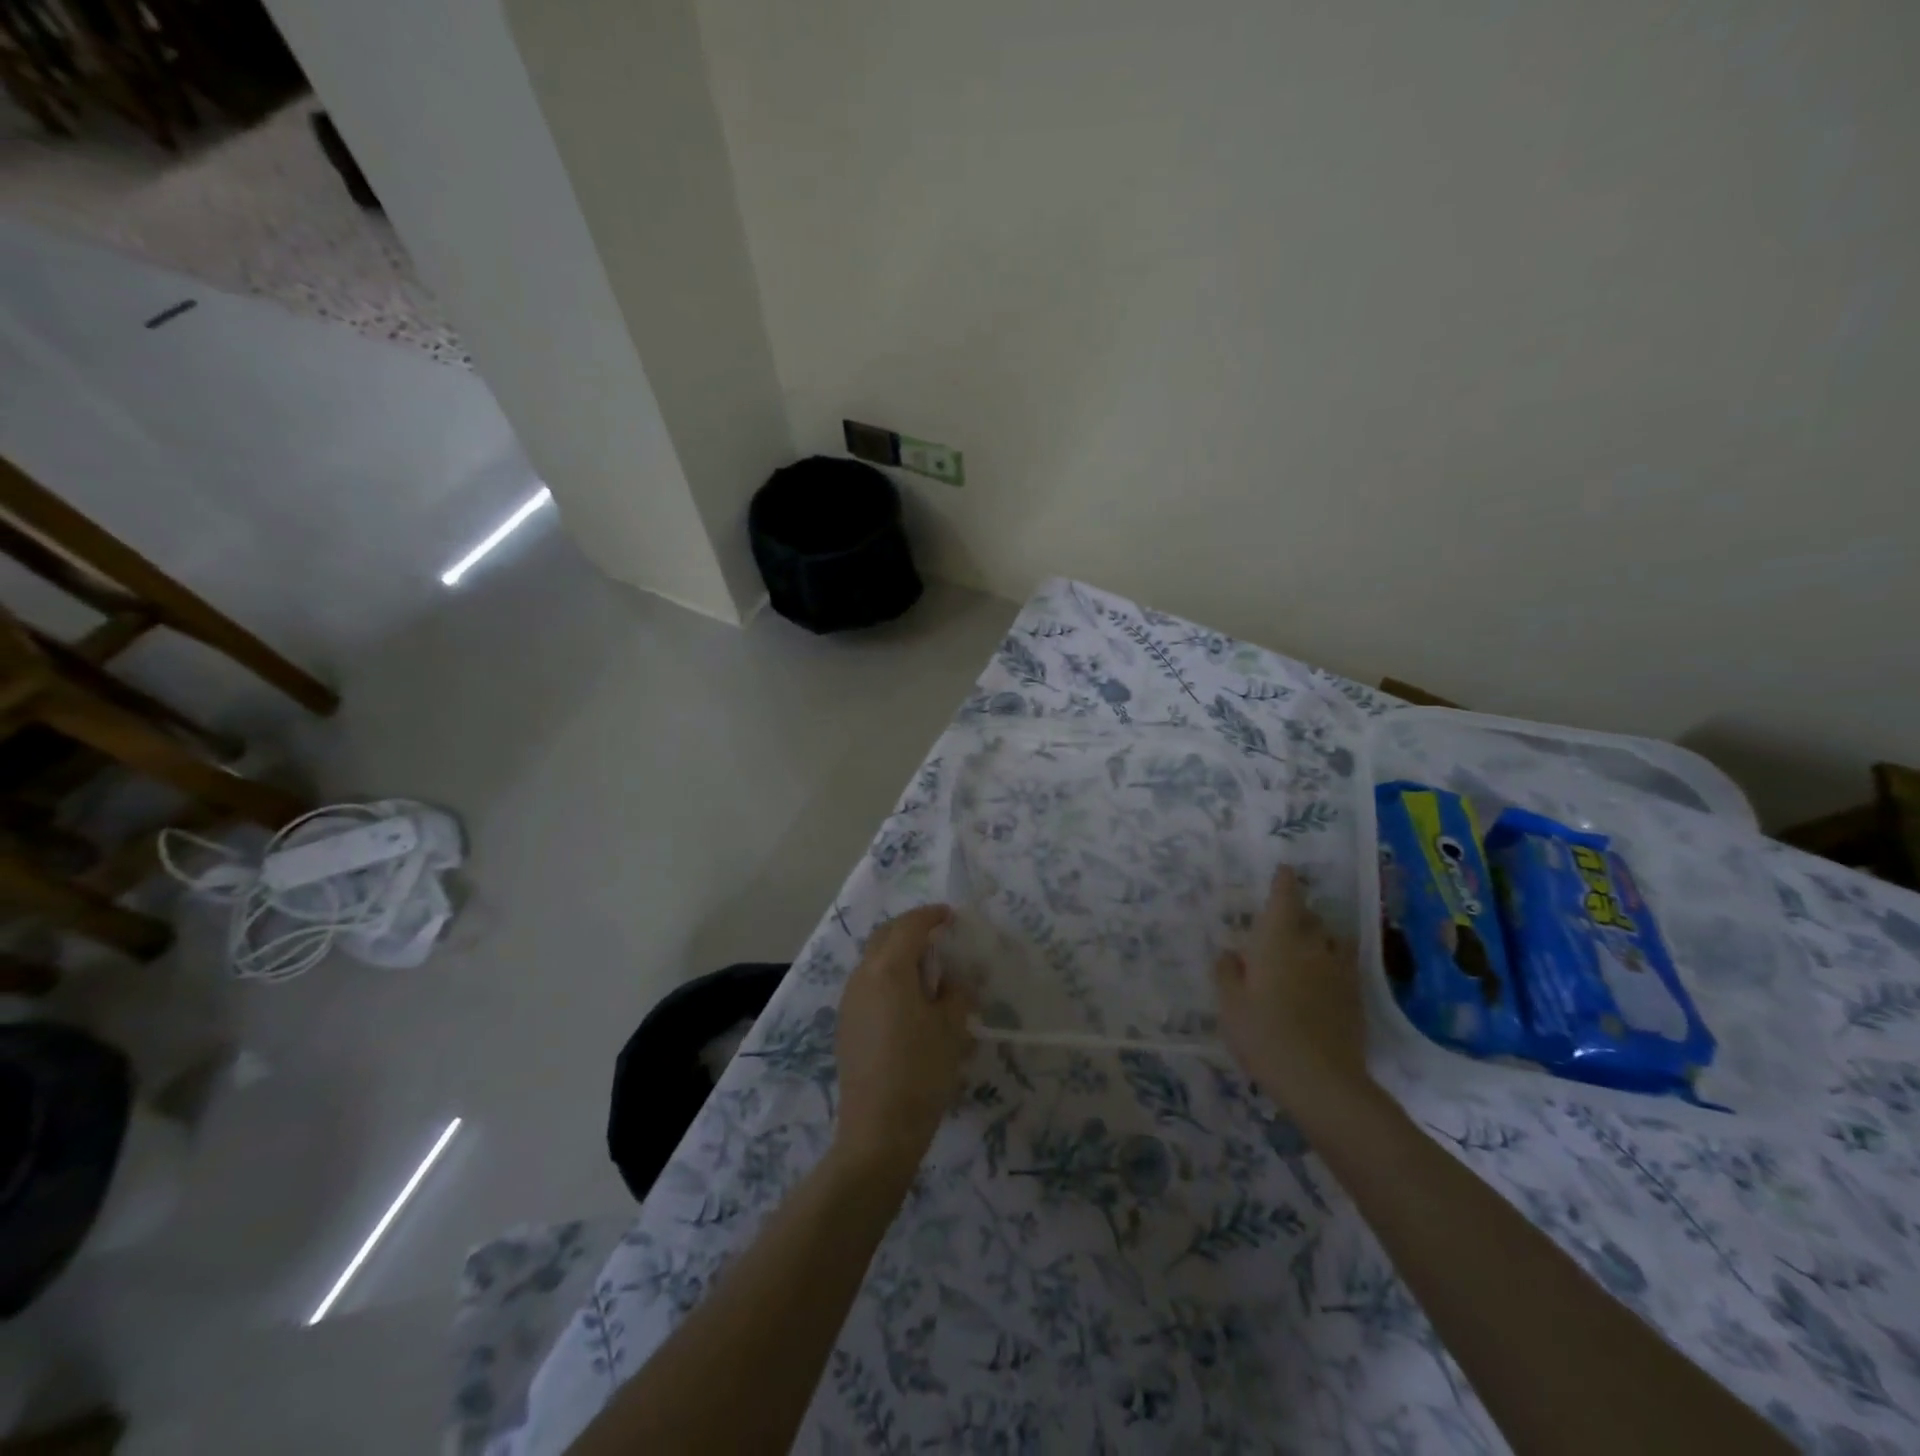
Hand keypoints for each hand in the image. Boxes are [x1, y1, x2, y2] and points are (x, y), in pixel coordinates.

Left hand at [833, 905, 976, 1171]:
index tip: (951, 916)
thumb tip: (959, 978)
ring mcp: (849, 1000)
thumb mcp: (952, 1028)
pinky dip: (889, 976)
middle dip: (910, 928)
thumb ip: (958, 992)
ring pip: (873, 960)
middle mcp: (863, 976)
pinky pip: (868, 983)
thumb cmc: (921, 1071)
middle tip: (938, 935)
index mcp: (888, 969)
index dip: (931, 916)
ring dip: (898, 953)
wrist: (878, 1130)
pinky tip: (909, 1000)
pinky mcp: (846, 1023)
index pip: (909, 926)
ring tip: (928, 969)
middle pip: (885, 936)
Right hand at [1214, 866, 1370, 1111]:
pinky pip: (1343, 967)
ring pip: (1332, 940)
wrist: (1321, 1080)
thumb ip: (1227, 973)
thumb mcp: (1229, 1004)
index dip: (1285, 881)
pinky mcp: (1355, 997)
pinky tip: (1319, 983)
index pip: (1285, 897)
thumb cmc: (1264, 1034)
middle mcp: (1312, 946)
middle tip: (1281, 923)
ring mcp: (1339, 971)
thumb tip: (1231, 954)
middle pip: (1311, 917)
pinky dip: (1331, 965)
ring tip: (1304, 951)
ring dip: (1319, 938)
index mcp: (1278, 939)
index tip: (1285, 870)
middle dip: (1298, 914)